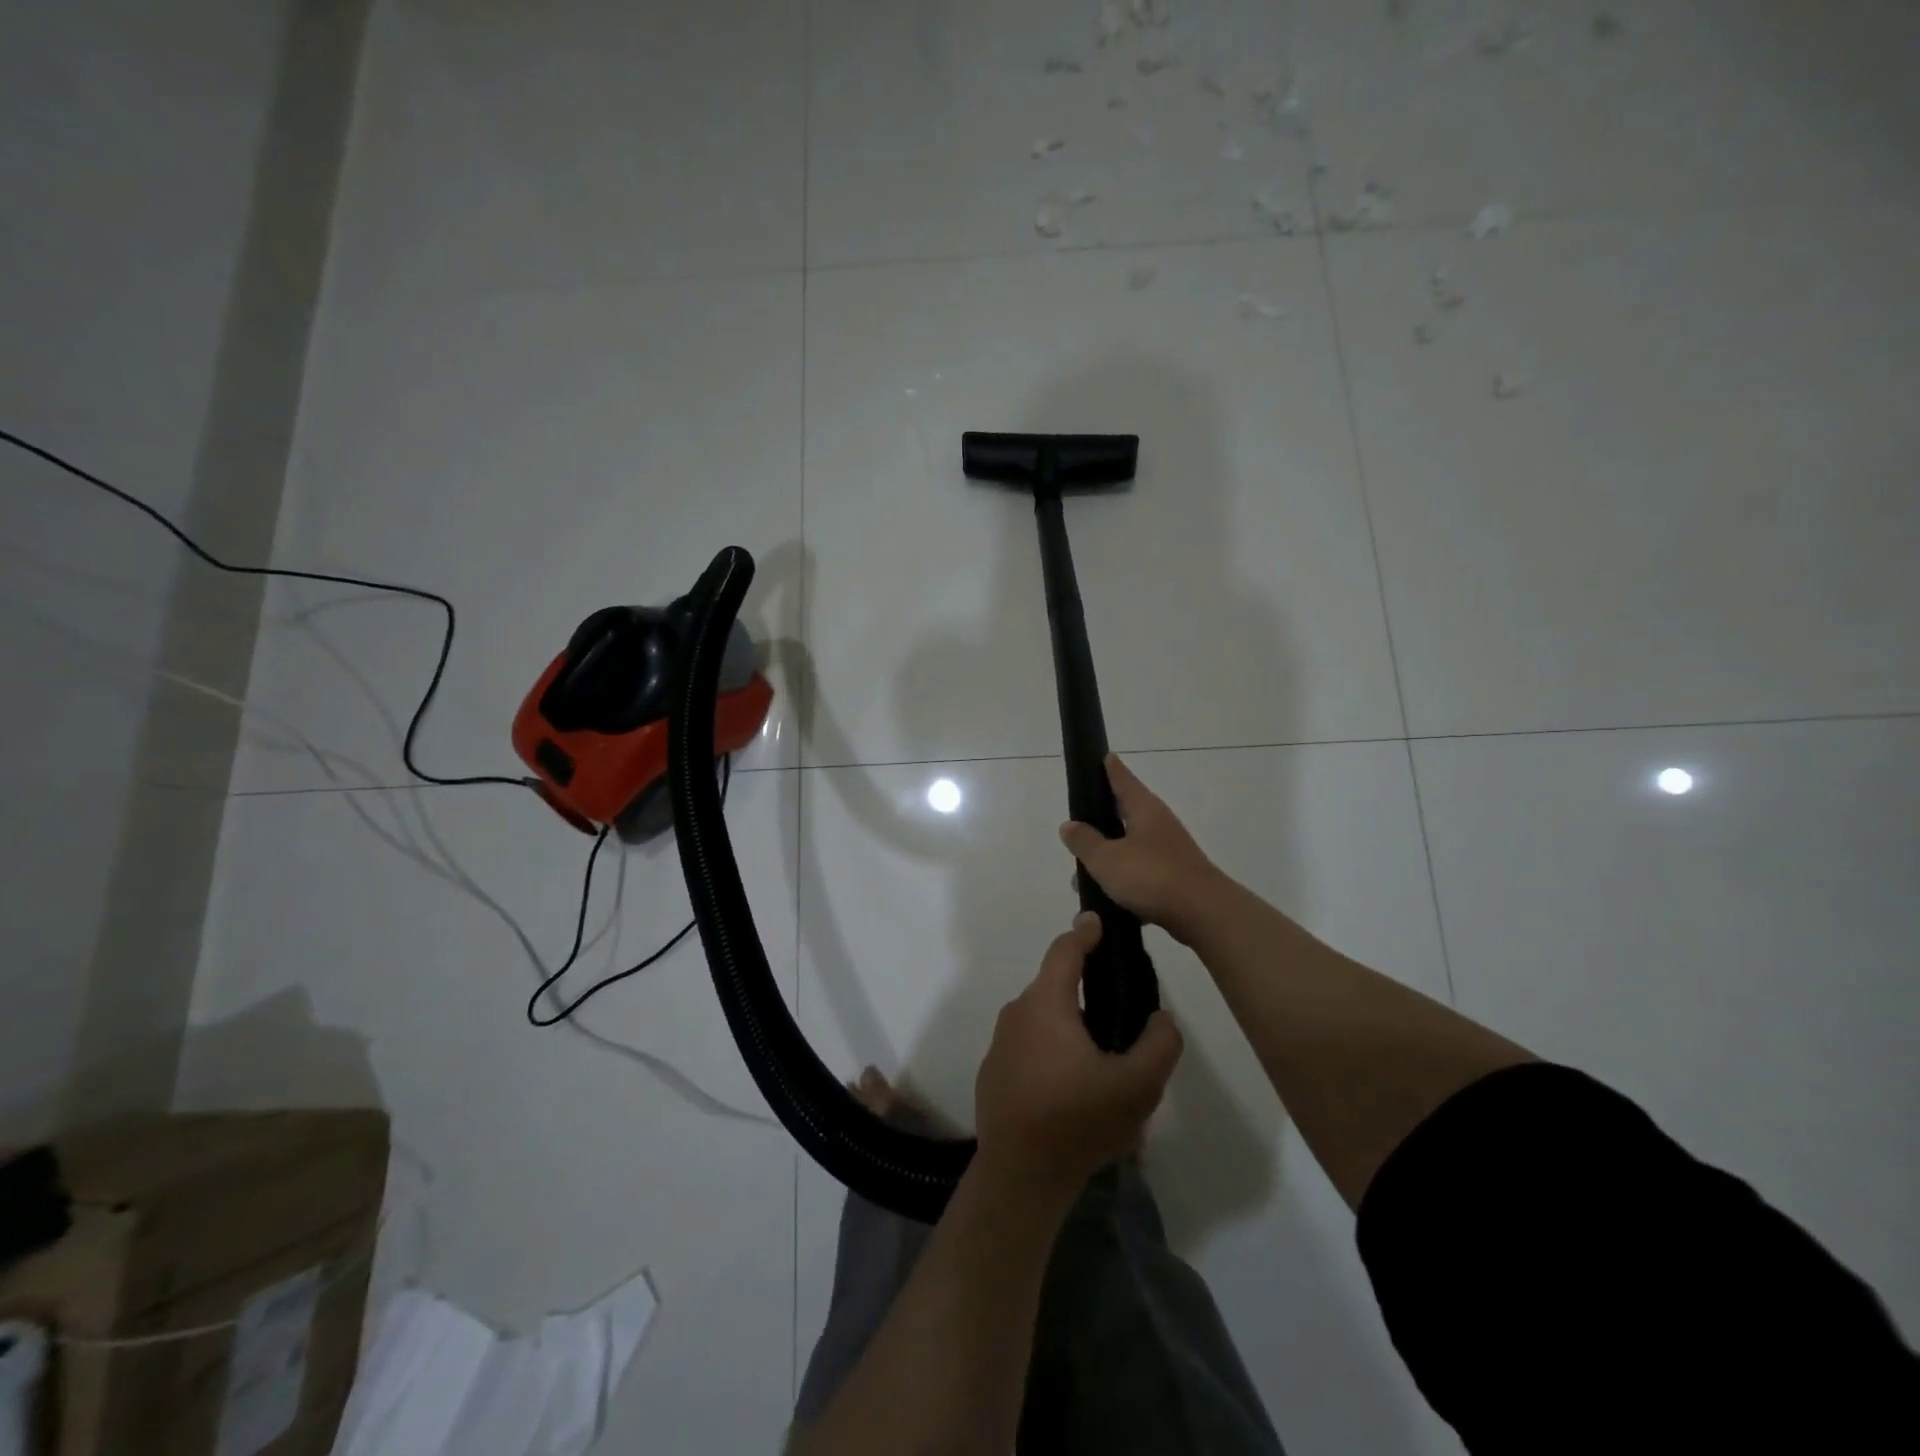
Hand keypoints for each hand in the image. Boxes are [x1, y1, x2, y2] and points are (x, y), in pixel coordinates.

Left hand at [974, 913, 1183, 1206]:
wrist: (1019, 1176)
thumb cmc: (1078, 1121)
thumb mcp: (1137, 1086)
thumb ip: (1160, 1044)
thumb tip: (1161, 1017)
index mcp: (1046, 1003)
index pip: (1065, 949)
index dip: (1085, 932)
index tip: (1099, 923)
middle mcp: (1017, 1013)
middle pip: (1055, 985)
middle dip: (1084, 988)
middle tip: (1119, 1012)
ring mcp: (1000, 1043)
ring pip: (1042, 1018)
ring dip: (1069, 1026)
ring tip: (1101, 1059)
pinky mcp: (994, 1071)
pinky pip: (1028, 1046)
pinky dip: (1050, 1051)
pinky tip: (1072, 1087)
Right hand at [1060, 754, 1226, 943]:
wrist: (1203, 914)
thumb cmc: (1152, 876)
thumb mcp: (1107, 858)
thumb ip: (1085, 842)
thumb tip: (1069, 825)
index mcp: (1144, 810)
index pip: (1123, 780)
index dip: (1110, 768)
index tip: (1104, 756)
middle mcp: (1159, 825)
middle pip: (1125, 814)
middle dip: (1101, 822)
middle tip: (1077, 826)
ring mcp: (1170, 852)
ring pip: (1130, 849)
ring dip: (1109, 860)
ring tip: (1082, 879)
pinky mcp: (1175, 879)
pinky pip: (1141, 876)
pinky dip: (1124, 885)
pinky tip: (1108, 903)